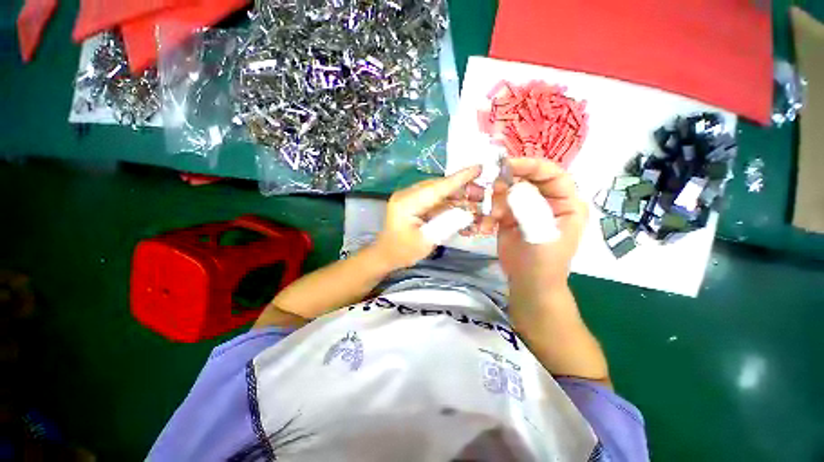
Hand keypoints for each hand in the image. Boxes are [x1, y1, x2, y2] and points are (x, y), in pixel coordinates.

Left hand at [374, 165, 483, 269]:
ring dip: (457, 196)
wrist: (386, 255)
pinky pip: (435, 199)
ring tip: (475, 202)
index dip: (459, 178)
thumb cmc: (403, 251)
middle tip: (481, 194)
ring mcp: (411, 197)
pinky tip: (461, 209)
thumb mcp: (427, 241)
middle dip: (462, 189)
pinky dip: (449, 204)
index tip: (478, 168)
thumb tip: (468, 211)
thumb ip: (448, 224)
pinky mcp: (415, 203)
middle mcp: (408, 194)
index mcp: (407, 202)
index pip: (437, 187)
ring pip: (439, 192)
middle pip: (439, 186)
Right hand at [484, 158, 587, 289]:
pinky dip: (489, 213)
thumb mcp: (542, 234)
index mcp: (566, 203)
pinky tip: (487, 227)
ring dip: (496, 200)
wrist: (528, 282)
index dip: (531, 165)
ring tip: (493, 216)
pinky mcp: (509, 217)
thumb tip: (511, 187)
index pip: (552, 174)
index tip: (508, 164)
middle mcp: (547, 201)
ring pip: (509, 191)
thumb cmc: (544, 261)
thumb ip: (529, 209)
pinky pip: (497, 206)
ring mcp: (526, 208)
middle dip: (509, 183)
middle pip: (527, 179)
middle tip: (494, 189)